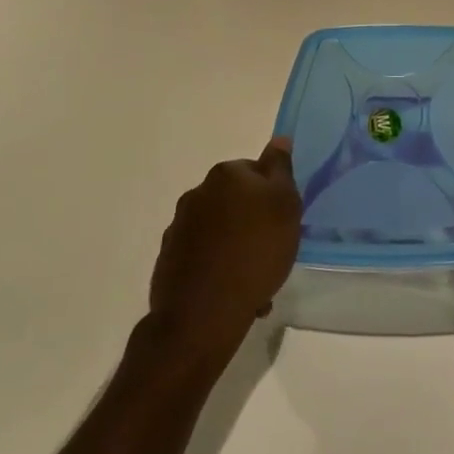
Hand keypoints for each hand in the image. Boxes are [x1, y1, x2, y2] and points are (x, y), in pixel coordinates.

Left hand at [147, 139, 301, 371]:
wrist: (204, 313)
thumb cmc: (255, 252)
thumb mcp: (284, 205)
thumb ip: (281, 169)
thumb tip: (279, 139)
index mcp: (226, 175)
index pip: (256, 171)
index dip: (272, 195)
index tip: (283, 221)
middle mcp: (197, 193)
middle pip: (235, 201)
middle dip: (252, 222)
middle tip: (272, 252)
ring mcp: (179, 227)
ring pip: (219, 231)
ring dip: (236, 248)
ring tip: (255, 283)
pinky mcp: (169, 260)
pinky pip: (202, 257)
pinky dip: (217, 269)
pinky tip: (232, 294)